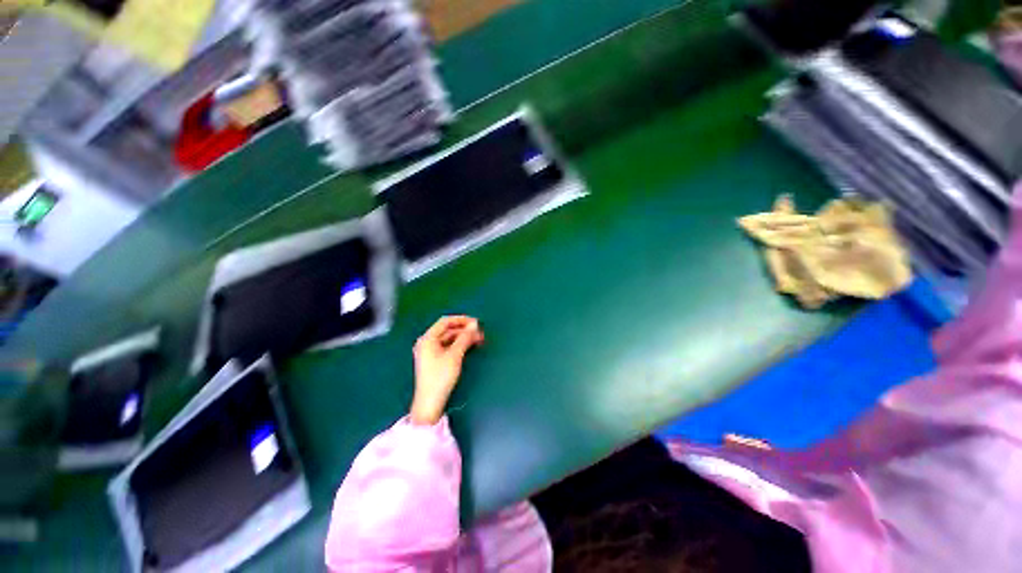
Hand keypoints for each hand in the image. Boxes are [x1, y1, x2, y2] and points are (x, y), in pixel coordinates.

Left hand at [410, 316, 484, 424]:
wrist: (430, 402)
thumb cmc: (440, 376)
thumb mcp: (455, 355)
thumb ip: (465, 338)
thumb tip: (475, 325)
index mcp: (428, 338)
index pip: (445, 322)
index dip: (461, 320)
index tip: (476, 322)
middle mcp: (427, 342)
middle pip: (447, 330)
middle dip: (464, 329)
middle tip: (480, 332)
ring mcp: (430, 351)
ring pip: (449, 338)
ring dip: (463, 337)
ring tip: (478, 339)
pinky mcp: (434, 360)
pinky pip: (448, 346)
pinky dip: (459, 345)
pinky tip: (469, 346)